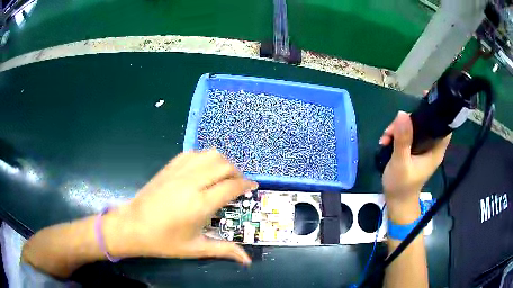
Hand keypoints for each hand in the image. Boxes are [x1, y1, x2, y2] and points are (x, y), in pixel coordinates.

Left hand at [105, 149, 256, 264]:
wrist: (133, 226)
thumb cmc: (164, 241)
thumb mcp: (196, 248)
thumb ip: (224, 250)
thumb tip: (248, 260)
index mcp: (200, 204)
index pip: (232, 186)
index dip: (246, 184)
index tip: (253, 186)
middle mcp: (192, 183)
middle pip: (224, 165)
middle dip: (236, 172)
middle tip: (237, 185)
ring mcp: (179, 172)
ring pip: (209, 154)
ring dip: (221, 163)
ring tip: (222, 176)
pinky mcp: (169, 167)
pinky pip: (192, 154)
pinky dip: (203, 158)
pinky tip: (202, 171)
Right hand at [379, 111, 450, 222]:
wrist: (396, 202)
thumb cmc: (402, 186)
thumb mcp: (401, 163)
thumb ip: (403, 140)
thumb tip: (402, 114)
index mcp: (435, 149)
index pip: (443, 125)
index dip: (438, 110)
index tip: (425, 97)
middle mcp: (431, 146)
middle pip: (425, 122)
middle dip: (409, 120)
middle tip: (394, 126)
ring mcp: (421, 148)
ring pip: (414, 127)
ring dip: (399, 128)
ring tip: (386, 137)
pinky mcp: (413, 150)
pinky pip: (406, 135)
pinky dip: (396, 134)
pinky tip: (386, 141)